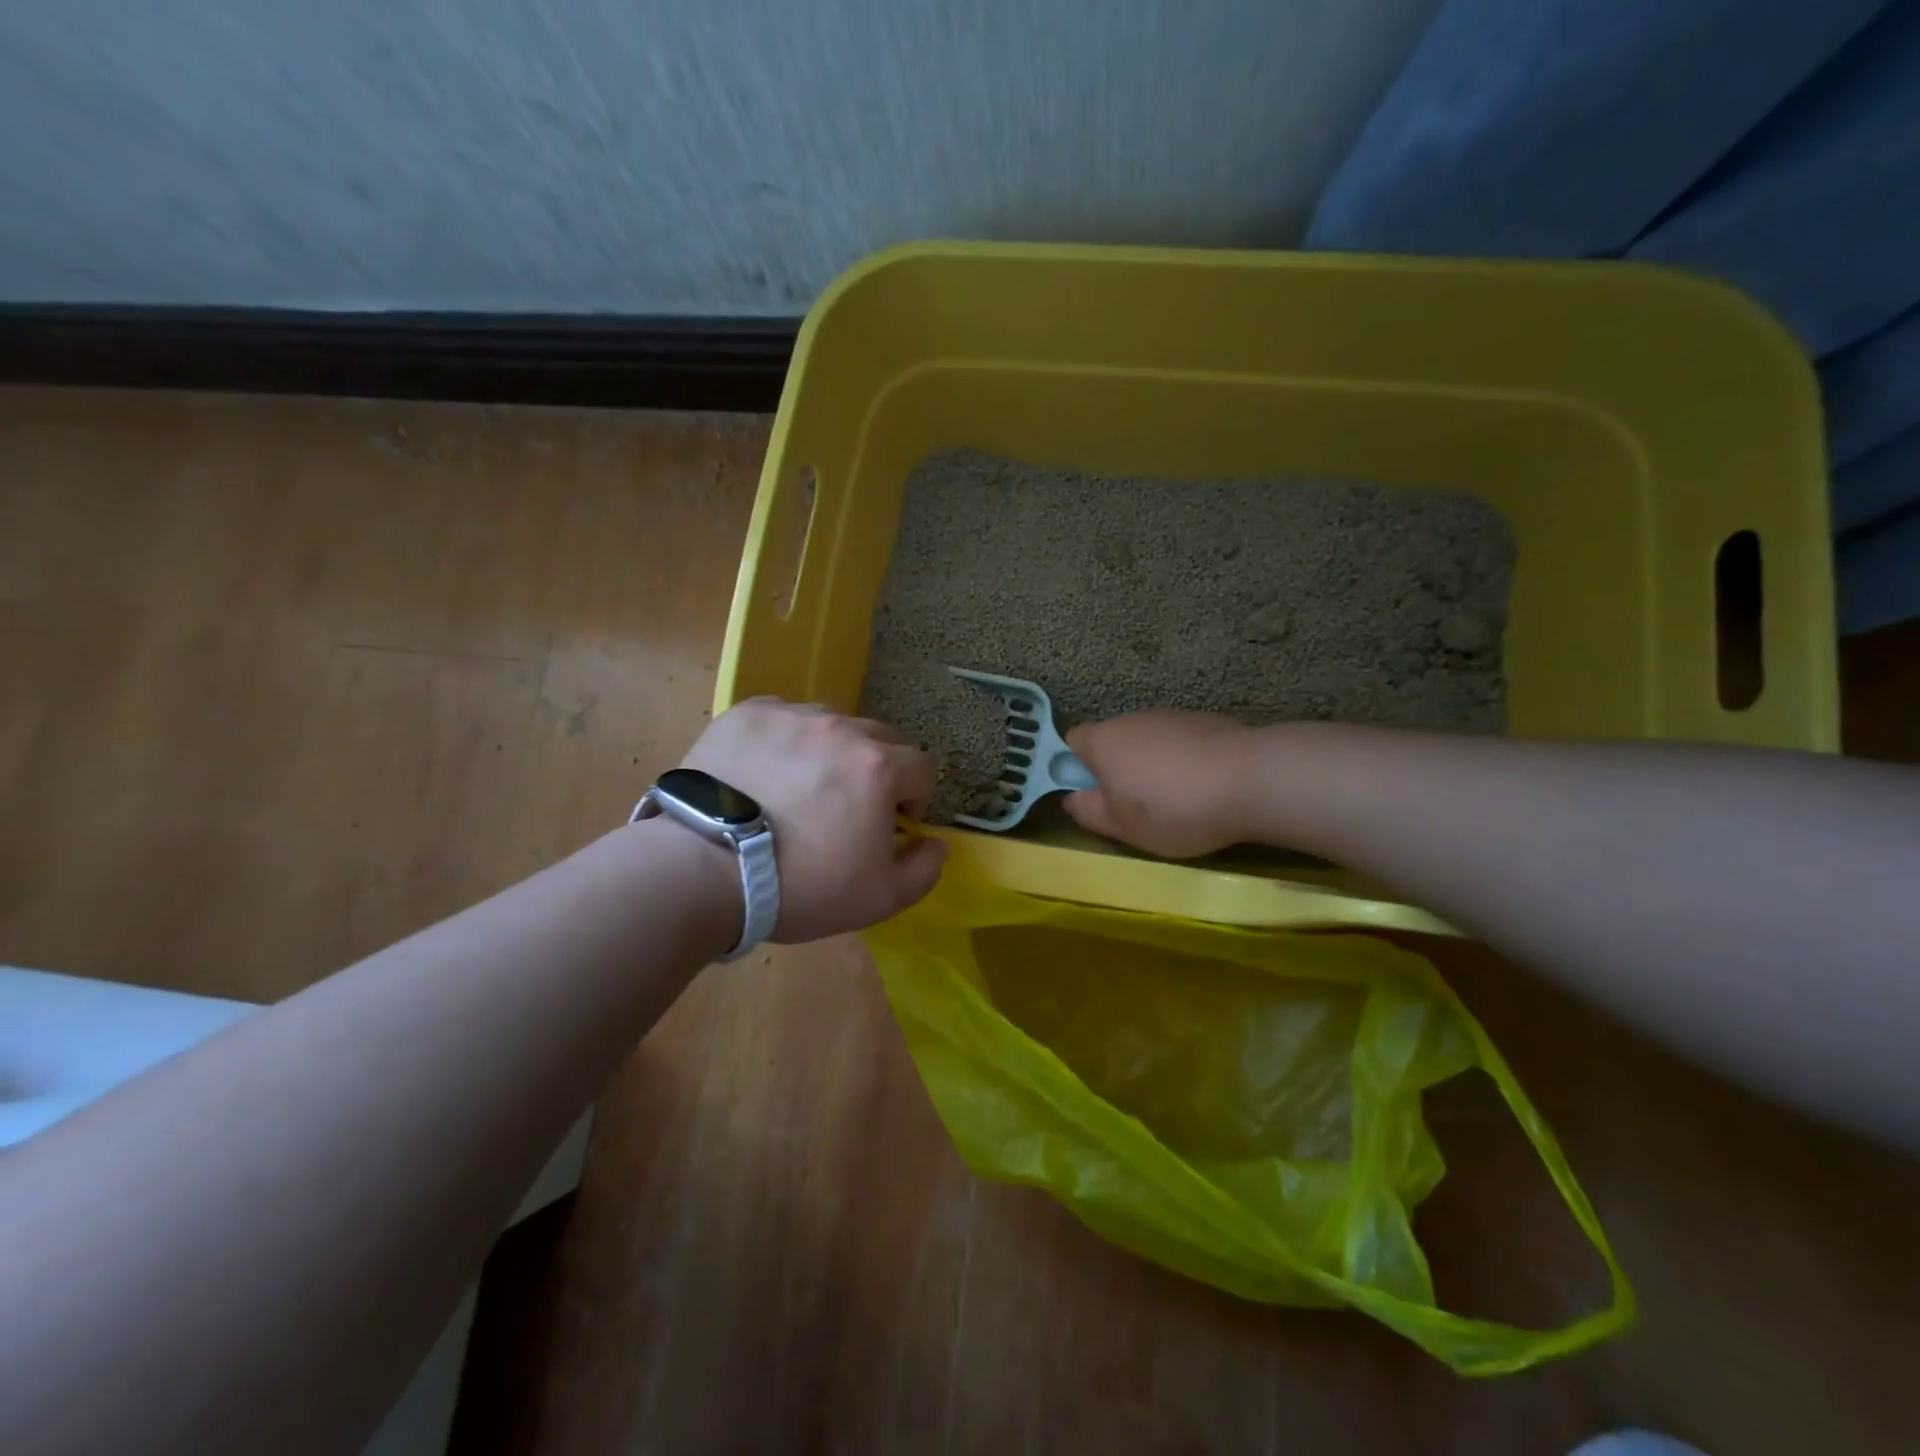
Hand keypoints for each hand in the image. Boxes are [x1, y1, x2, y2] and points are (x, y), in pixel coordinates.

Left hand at [681, 698, 946, 940]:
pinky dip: (786, 740)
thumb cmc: (801, 886)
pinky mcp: (746, 714)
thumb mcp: (881, 898)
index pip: (921, 767)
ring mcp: (790, 716)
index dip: (914, 798)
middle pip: (880, 738)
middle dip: (879, 770)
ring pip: (831, 723)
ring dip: (833, 751)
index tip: (891, 825)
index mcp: (879, 765)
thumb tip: (935, 843)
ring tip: (803, 787)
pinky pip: (783, 718)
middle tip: (850, 806)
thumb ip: (925, 868)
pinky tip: (766, 772)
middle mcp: (840, 727)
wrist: (703, 870)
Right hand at [1063, 710, 1261, 858]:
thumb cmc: (1173, 808)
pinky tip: (1203, 788)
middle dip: (1116, 770)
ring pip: (1147, 742)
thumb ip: (1090, 812)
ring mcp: (1171, 716)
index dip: (1074, 769)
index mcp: (1102, 741)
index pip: (1070, 742)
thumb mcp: (1123, 827)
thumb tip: (1072, 799)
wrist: (1251, 779)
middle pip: (1111, 741)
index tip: (1092, 797)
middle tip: (1133, 807)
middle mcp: (1131, 719)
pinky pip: (1179, 743)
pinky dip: (1183, 762)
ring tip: (1176, 800)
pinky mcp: (1205, 721)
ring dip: (1151, 766)